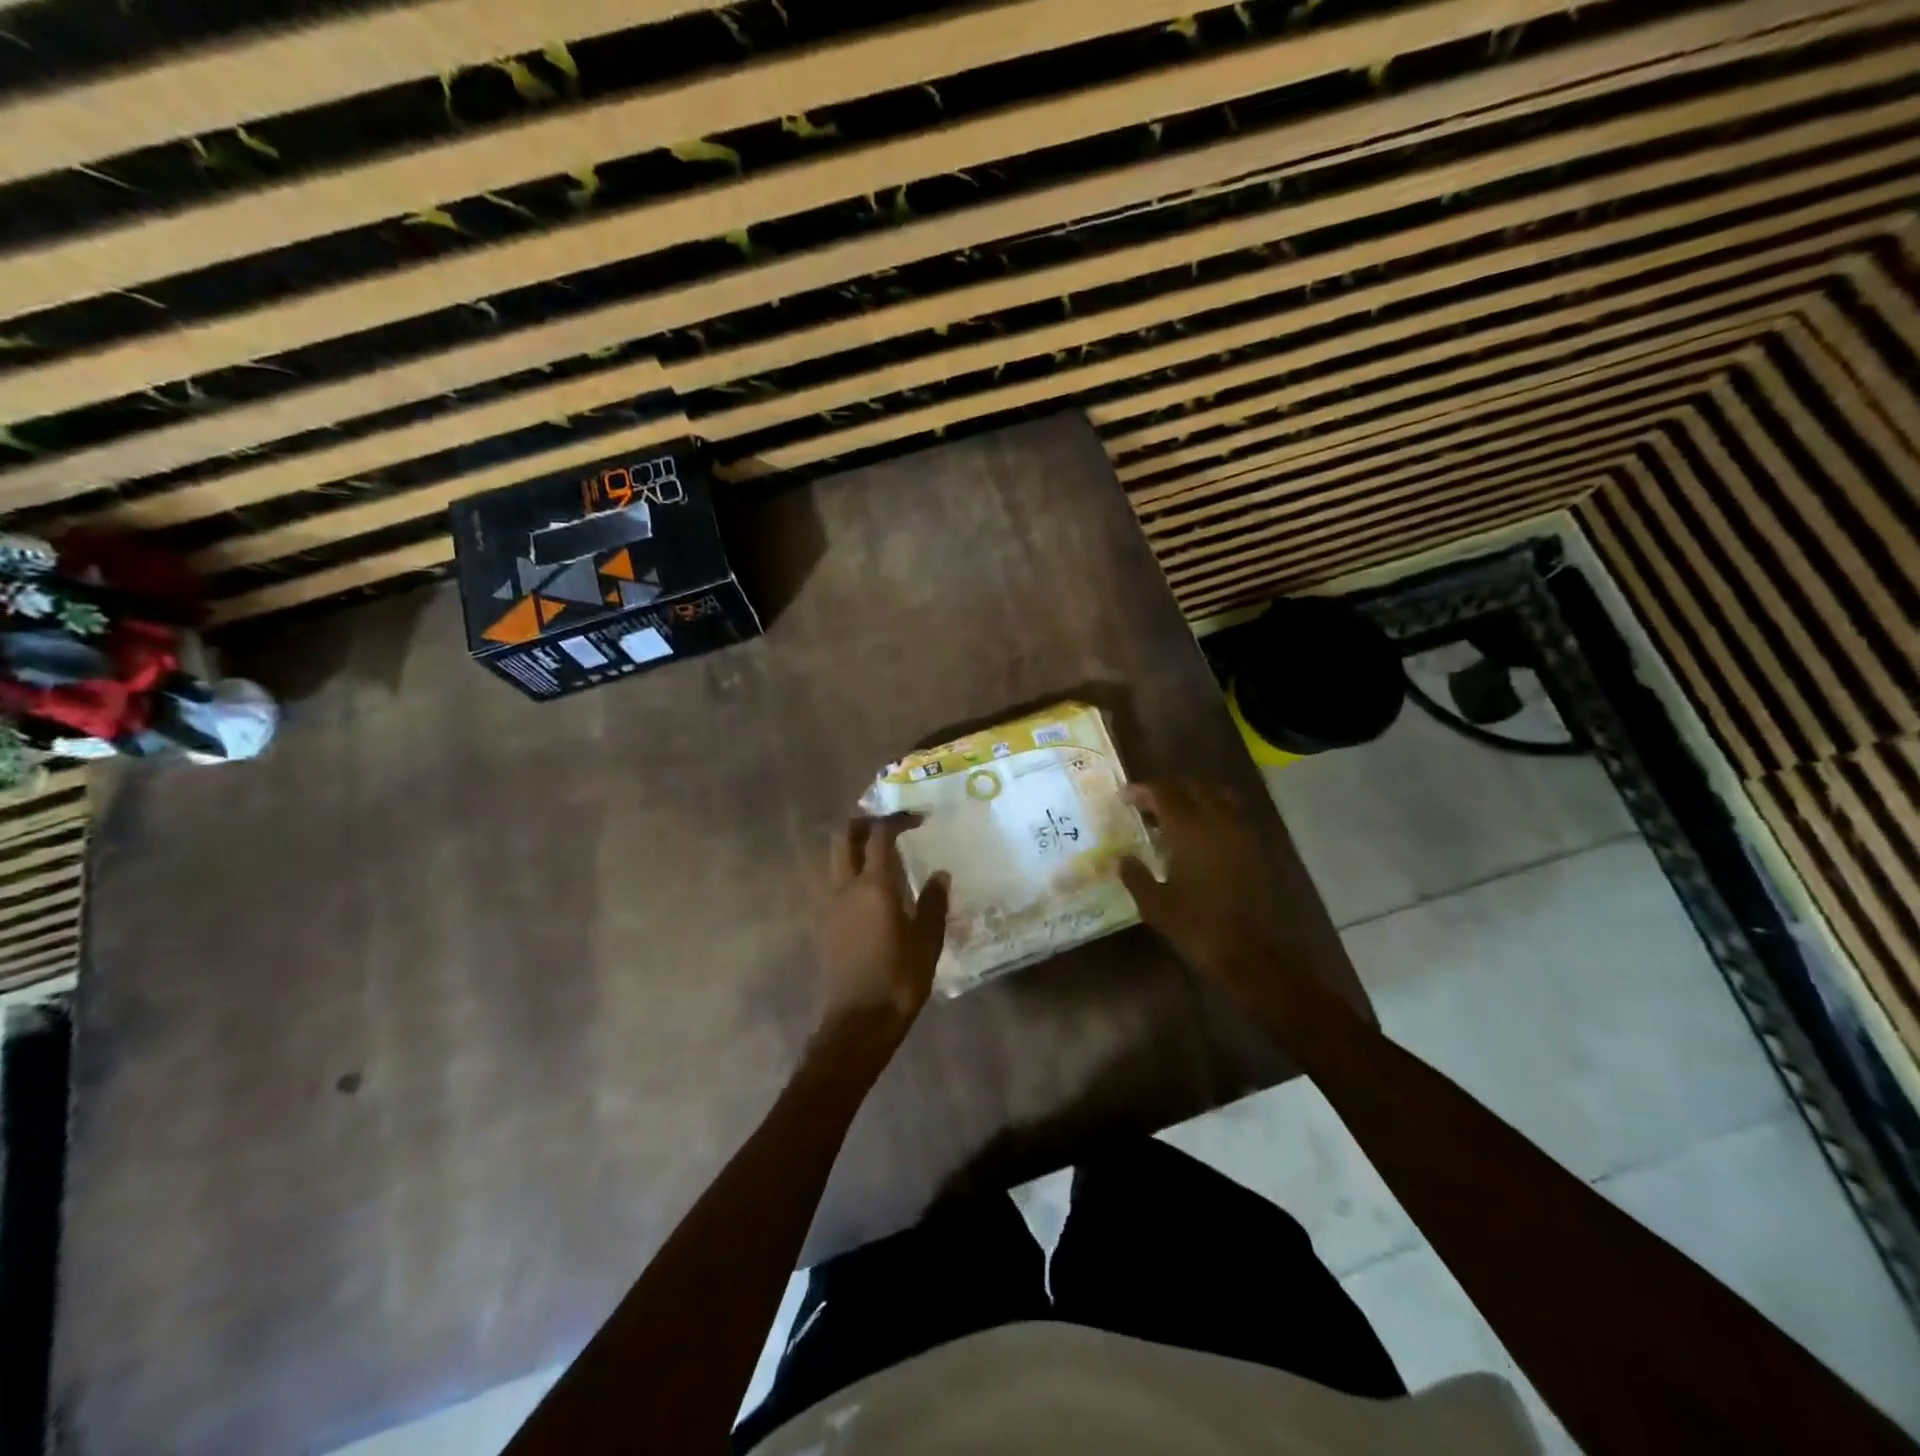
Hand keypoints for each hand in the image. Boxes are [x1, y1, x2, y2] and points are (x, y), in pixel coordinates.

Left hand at [812, 814, 949, 1049]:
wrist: (859, 1019)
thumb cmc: (899, 978)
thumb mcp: (928, 940)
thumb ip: (933, 902)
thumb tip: (940, 875)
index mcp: (874, 886)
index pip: (881, 835)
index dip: (898, 819)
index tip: (918, 819)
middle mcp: (845, 887)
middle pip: (844, 836)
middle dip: (865, 822)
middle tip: (890, 827)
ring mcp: (828, 904)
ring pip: (832, 857)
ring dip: (852, 845)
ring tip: (877, 855)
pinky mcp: (821, 923)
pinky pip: (829, 882)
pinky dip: (845, 871)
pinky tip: (865, 890)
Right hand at [1119, 780, 1292, 997]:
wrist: (1251, 953)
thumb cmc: (1196, 926)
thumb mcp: (1154, 904)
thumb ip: (1135, 875)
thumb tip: (1123, 858)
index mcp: (1189, 829)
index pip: (1164, 791)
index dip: (1142, 790)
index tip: (1125, 798)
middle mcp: (1217, 821)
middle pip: (1192, 785)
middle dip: (1167, 788)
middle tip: (1146, 805)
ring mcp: (1240, 832)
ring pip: (1216, 794)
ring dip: (1193, 795)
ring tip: (1174, 814)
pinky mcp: (1254, 847)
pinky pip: (1231, 813)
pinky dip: (1212, 811)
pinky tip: (1199, 835)